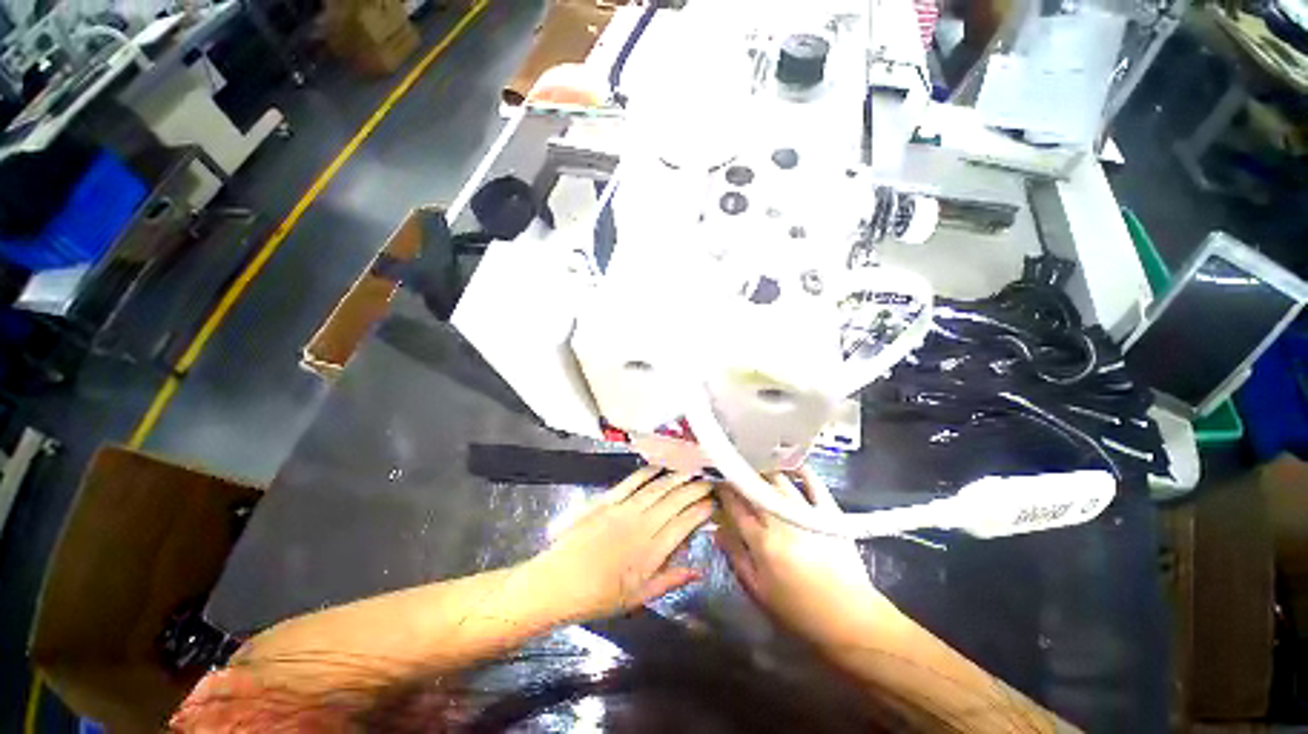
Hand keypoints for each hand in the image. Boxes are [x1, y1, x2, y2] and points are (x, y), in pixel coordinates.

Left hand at [532, 467, 714, 621]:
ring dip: (676, 477)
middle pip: (675, 501)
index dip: (701, 511)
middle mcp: (642, 525)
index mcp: (651, 552)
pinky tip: (659, 466)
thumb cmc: (599, 596)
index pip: (684, 524)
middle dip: (694, 488)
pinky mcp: (607, 500)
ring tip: (691, 469)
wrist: (558, 583)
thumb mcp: (638, 597)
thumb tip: (698, 570)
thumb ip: (670, 580)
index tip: (713, 503)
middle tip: (708, 480)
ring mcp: (623, 509)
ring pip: (657, 488)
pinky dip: (647, 472)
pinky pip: (631, 481)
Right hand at [716, 467, 891, 648]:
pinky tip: (790, 463)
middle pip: (755, 488)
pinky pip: (813, 483)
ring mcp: (806, 512)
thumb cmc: (799, 610)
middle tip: (732, 470)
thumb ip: (736, 557)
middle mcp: (781, 520)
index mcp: (762, 541)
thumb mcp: (758, 591)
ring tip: (754, 463)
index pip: (735, 506)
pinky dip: (801, 470)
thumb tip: (717, 530)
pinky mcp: (829, 512)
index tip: (716, 481)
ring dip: (763, 469)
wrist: (849, 619)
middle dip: (740, 476)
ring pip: (779, 480)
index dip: (723, 490)